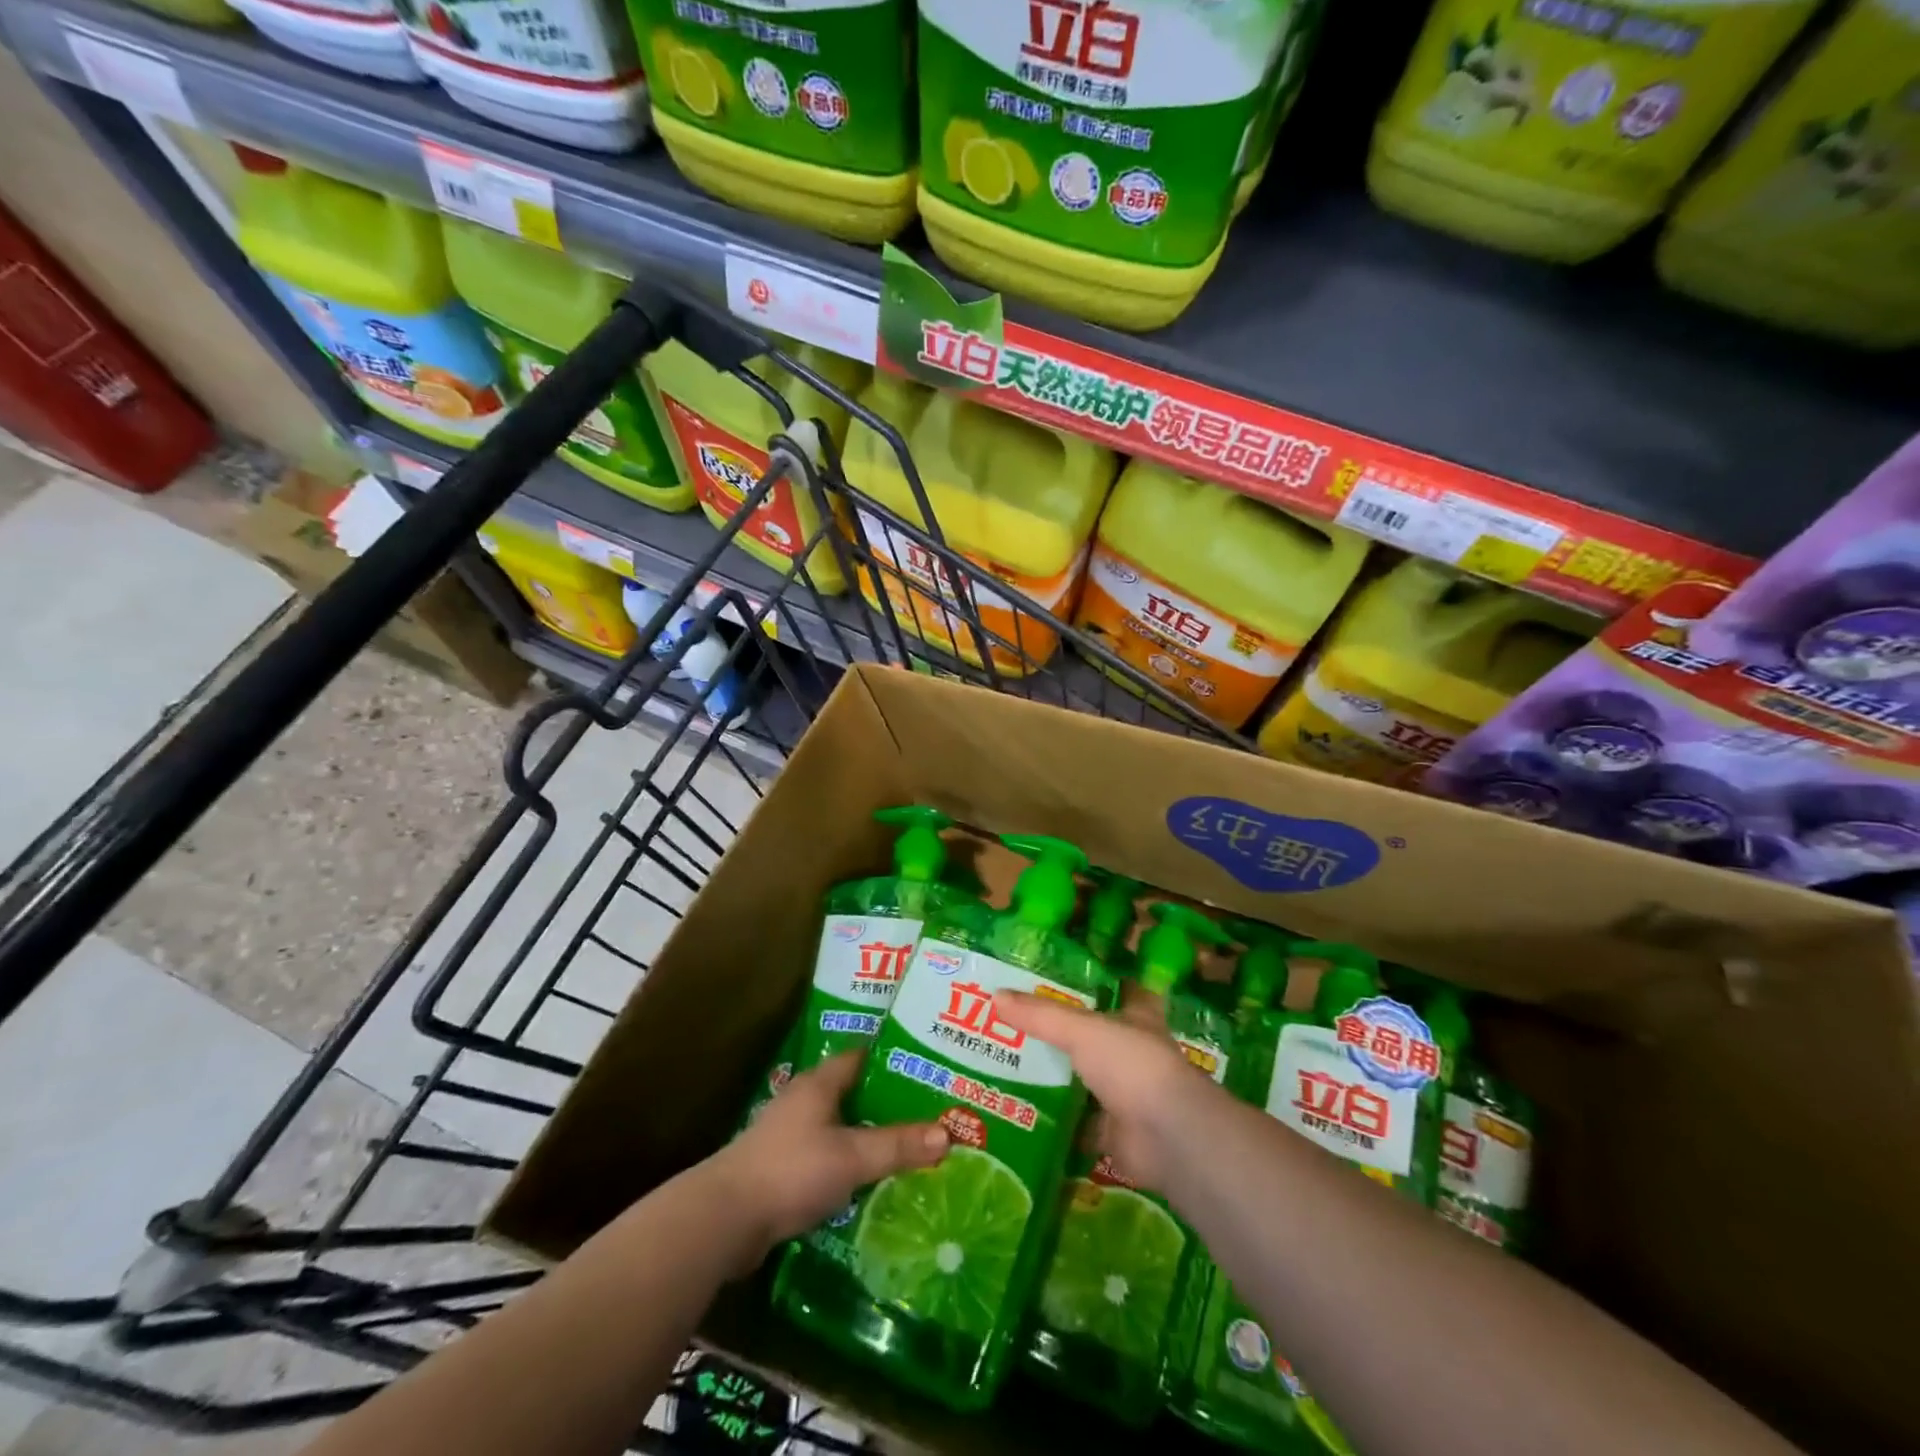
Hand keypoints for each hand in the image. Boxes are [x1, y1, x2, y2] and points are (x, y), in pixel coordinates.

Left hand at [710, 1050, 947, 1258]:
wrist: (724, 1220)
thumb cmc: (791, 1171)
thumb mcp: (852, 1157)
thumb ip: (897, 1145)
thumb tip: (947, 1133)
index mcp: (818, 1084)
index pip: (860, 1057)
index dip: (891, 1059)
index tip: (924, 1067)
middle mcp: (802, 1102)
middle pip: (851, 1093)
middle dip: (885, 1102)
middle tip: (926, 1111)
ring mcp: (787, 1137)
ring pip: (838, 1128)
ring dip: (866, 1136)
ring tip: (906, 1147)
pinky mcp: (780, 1171)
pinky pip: (824, 1158)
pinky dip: (847, 1165)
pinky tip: (869, 1183)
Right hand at [994, 990, 1229, 1194]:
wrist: (1167, 1137)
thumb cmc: (1132, 1065)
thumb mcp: (1081, 1030)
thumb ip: (1040, 1016)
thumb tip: (994, 996)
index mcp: (1136, 1016)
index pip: (1119, 988)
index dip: (1096, 980)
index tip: (1060, 973)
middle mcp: (1132, 1051)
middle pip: (1092, 1035)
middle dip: (1060, 1031)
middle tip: (1013, 1021)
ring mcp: (1123, 1093)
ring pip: (1083, 1078)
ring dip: (1055, 1075)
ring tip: (1006, 1063)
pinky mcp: (1113, 1131)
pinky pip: (1076, 1122)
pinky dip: (1054, 1120)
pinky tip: (1020, 1111)